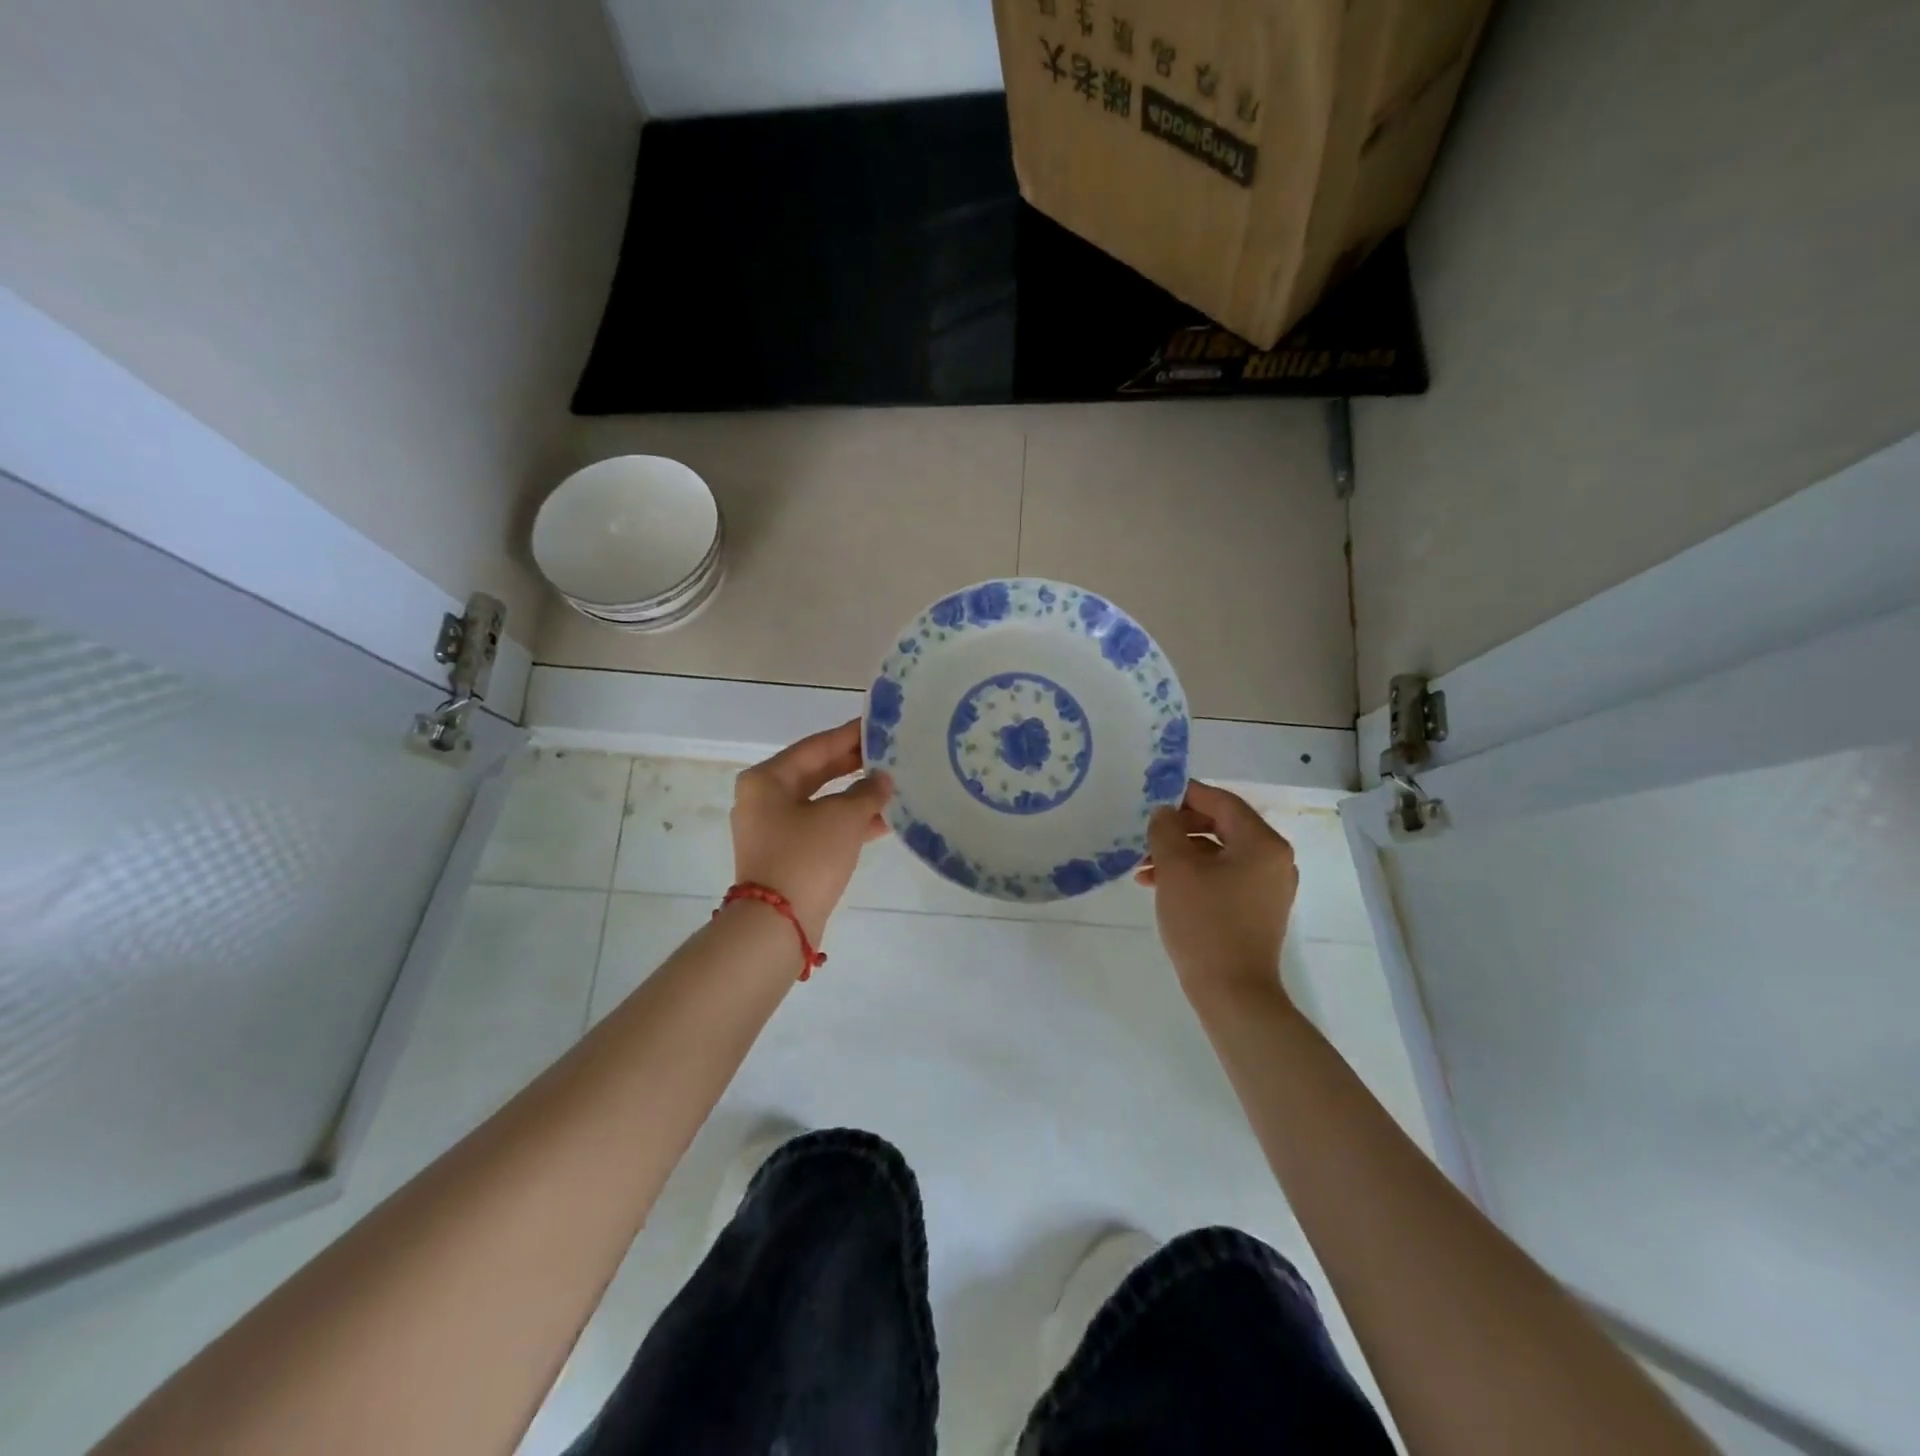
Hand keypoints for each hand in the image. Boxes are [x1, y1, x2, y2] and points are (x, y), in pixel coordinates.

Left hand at [730, 721, 891, 941]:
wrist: (777, 926)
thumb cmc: (806, 856)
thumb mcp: (843, 818)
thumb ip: (867, 792)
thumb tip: (882, 779)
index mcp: (767, 779)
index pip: (816, 746)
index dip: (850, 736)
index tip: (880, 726)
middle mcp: (764, 799)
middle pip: (816, 772)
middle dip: (854, 766)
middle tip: (891, 754)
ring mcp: (773, 830)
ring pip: (822, 802)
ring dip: (856, 797)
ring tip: (894, 786)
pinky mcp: (787, 855)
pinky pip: (822, 827)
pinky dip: (849, 823)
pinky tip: (884, 821)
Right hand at [1139, 780, 1298, 1005]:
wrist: (1232, 993)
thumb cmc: (1205, 923)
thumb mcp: (1176, 868)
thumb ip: (1166, 830)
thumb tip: (1165, 813)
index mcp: (1263, 843)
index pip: (1222, 802)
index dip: (1186, 795)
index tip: (1153, 797)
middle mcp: (1274, 859)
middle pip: (1222, 826)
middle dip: (1179, 829)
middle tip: (1146, 836)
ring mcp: (1269, 887)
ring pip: (1219, 854)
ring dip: (1182, 855)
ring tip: (1145, 869)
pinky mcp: (1258, 909)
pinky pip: (1224, 877)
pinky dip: (1195, 875)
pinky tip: (1163, 887)